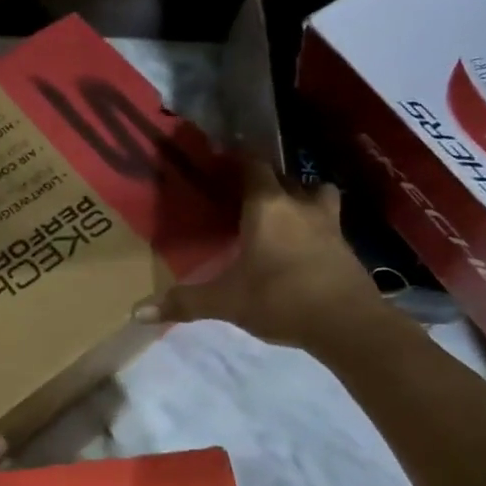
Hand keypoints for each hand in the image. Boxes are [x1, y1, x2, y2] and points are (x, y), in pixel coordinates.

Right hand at [135, 157, 397, 356]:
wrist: (349, 325)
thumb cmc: (280, 299)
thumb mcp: (226, 302)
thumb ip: (184, 302)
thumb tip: (136, 312)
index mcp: (266, 206)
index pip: (253, 165)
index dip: (238, 159)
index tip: (222, 162)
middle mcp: (299, 205)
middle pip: (284, 177)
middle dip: (266, 180)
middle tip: (244, 193)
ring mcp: (328, 224)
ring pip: (316, 194)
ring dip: (301, 196)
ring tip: (284, 212)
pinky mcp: (346, 247)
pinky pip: (328, 222)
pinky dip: (315, 225)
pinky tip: (303, 245)